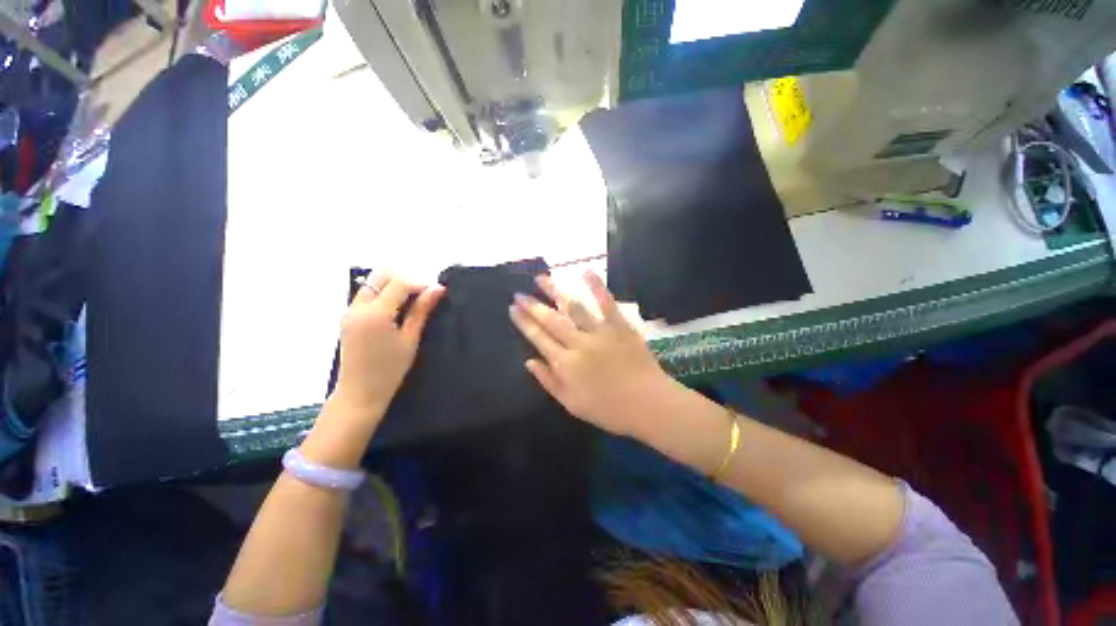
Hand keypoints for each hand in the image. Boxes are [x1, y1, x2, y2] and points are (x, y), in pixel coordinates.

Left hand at [332, 272, 444, 419]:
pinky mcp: (348, 317)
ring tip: (410, 305)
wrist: (359, 393)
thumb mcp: (410, 339)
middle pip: (381, 275)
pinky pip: (366, 295)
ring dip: (393, 287)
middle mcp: (358, 307)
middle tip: (421, 298)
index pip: (399, 283)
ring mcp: (349, 311)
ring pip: (372, 283)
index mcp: (375, 314)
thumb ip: (422, 311)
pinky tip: (396, 312)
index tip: (436, 294)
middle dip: (404, 281)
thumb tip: (438, 289)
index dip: (420, 284)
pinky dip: (383, 295)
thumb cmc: (390, 370)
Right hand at [509, 271, 672, 437]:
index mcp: (566, 365)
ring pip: (573, 307)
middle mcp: (579, 344)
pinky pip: (606, 303)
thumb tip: (528, 361)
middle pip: (551, 320)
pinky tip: (585, 271)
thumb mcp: (572, 404)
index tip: (513, 308)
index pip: (539, 338)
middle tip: (519, 293)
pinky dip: (596, 286)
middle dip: (533, 306)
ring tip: (541, 278)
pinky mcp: (620, 326)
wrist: (648, 405)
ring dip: (555, 291)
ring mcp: (600, 332)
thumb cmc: (609, 409)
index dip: (524, 322)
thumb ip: (549, 381)